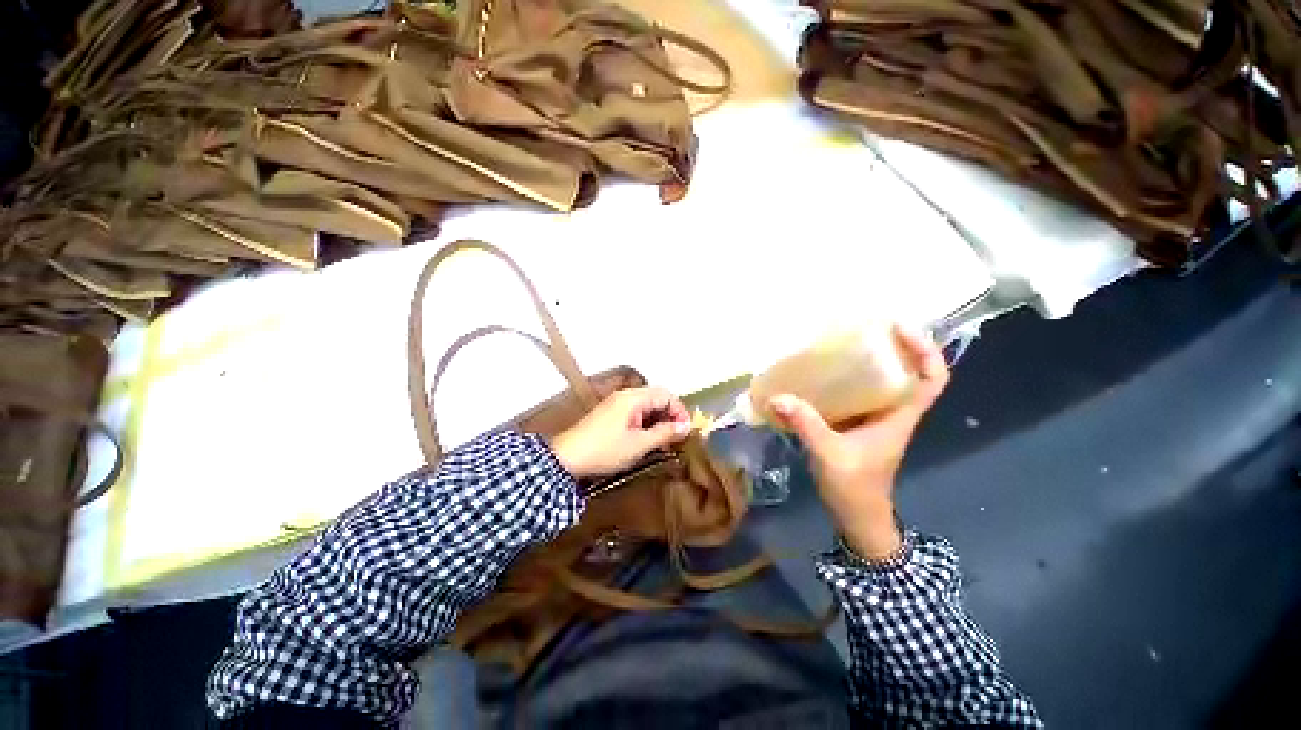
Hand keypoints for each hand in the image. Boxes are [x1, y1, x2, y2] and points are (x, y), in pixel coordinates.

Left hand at [550, 387, 692, 479]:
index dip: (680, 411)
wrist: (566, 459)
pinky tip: (647, 438)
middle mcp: (625, 395)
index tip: (686, 431)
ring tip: (664, 441)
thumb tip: (686, 427)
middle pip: (657, 397)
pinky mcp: (609, 413)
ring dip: (658, 420)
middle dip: (670, 415)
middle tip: (676, 437)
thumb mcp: (639, 444)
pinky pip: (635, 411)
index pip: (666, 395)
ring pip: (646, 405)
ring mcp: (616, 403)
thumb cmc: (605, 450)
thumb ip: (665, 433)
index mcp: (633, 397)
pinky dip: (646, 422)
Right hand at [769, 326, 949, 558]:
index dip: (925, 350)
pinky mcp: (855, 424)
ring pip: (879, 382)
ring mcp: (873, 419)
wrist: (857, 517)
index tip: (899, 328)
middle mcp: (891, 412)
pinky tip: (818, 376)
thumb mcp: (830, 454)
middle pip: (905, 372)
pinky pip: (854, 395)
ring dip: (865, 362)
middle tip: (861, 328)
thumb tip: (776, 396)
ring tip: (837, 345)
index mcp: (899, 416)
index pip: (932, 378)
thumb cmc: (855, 488)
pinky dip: (843, 381)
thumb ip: (805, 424)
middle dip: (890, 347)